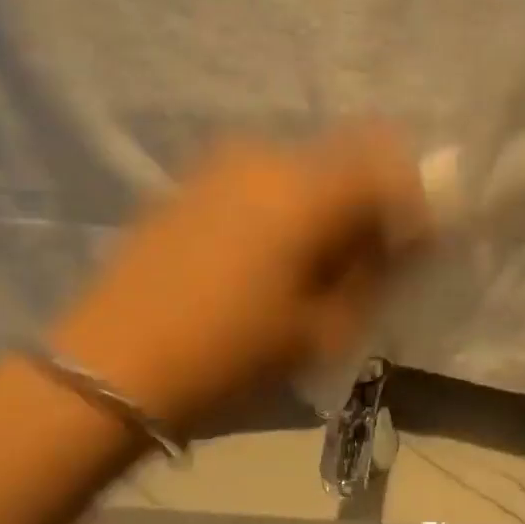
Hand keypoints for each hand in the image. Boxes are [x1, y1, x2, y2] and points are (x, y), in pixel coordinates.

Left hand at [52, 129, 428, 428]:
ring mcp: (223, 163)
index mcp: (307, 191)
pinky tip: (267, 253)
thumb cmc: (228, 355)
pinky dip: (286, 203)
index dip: (416, 203)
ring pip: (305, 167)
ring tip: (314, 261)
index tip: (415, 247)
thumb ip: (374, 273)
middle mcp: (268, 157)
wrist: (109, 366)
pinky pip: (264, 178)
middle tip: (367, 259)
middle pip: (349, 158)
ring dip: (328, 202)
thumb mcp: (321, 328)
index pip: (391, 168)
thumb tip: (402, 242)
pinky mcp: (192, 180)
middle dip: (371, 201)